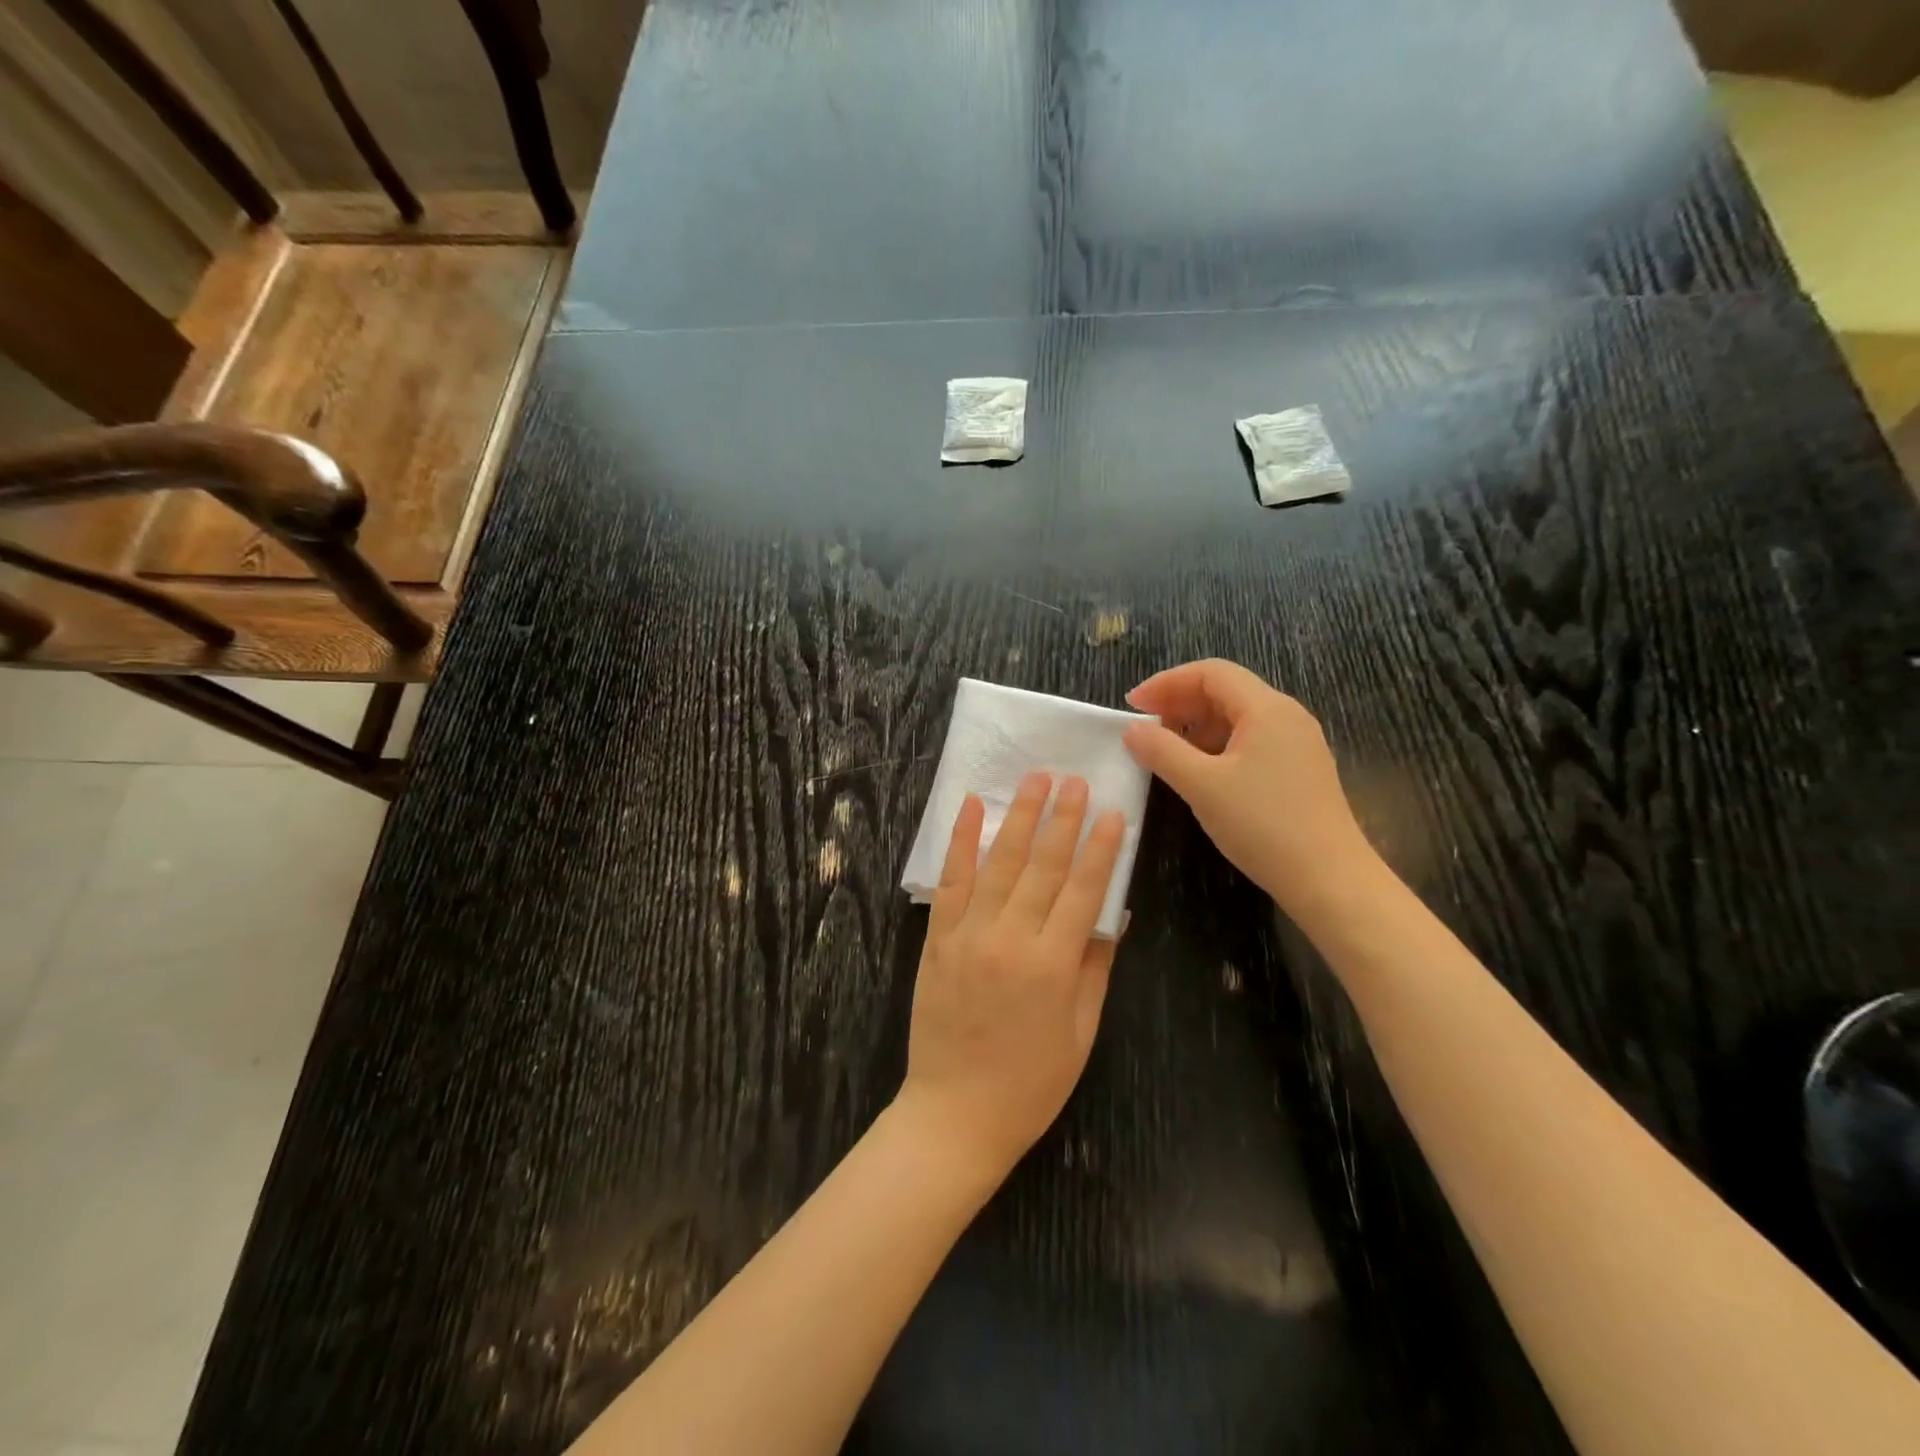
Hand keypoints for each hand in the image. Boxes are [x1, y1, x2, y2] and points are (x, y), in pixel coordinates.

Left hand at [898, 772, 1124, 1185]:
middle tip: (1075, 779)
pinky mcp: (937, 938)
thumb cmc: (1030, 1082)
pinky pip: (950, 881)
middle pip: (1042, 867)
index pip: (1083, 891)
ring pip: (998, 863)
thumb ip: (1097, 966)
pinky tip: (971, 808)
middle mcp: (1009, 939)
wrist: (955, 1113)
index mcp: (1052, 965)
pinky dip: (960, 842)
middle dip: (1062, 818)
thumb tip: (1117, 914)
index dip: (1100, 849)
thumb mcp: (1080, 1032)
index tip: (1113, 811)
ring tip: (1034, 779)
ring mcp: (967, 935)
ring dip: (1018, 817)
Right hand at [1122, 659, 1373, 913]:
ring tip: (1165, 751)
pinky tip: (1198, 771)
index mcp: (1267, 709)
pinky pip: (1249, 741)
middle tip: (1143, 728)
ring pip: (1236, 717)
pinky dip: (1216, 746)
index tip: (1133, 706)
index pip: (1211, 673)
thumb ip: (1162, 751)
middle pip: (1225, 691)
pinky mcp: (1297, 770)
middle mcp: (1286, 716)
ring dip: (1196, 726)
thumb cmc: (1263, 825)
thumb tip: (1132, 729)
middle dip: (1179, 703)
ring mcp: (1296, 744)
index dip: (1167, 683)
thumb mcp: (1202, 786)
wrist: (1330, 880)